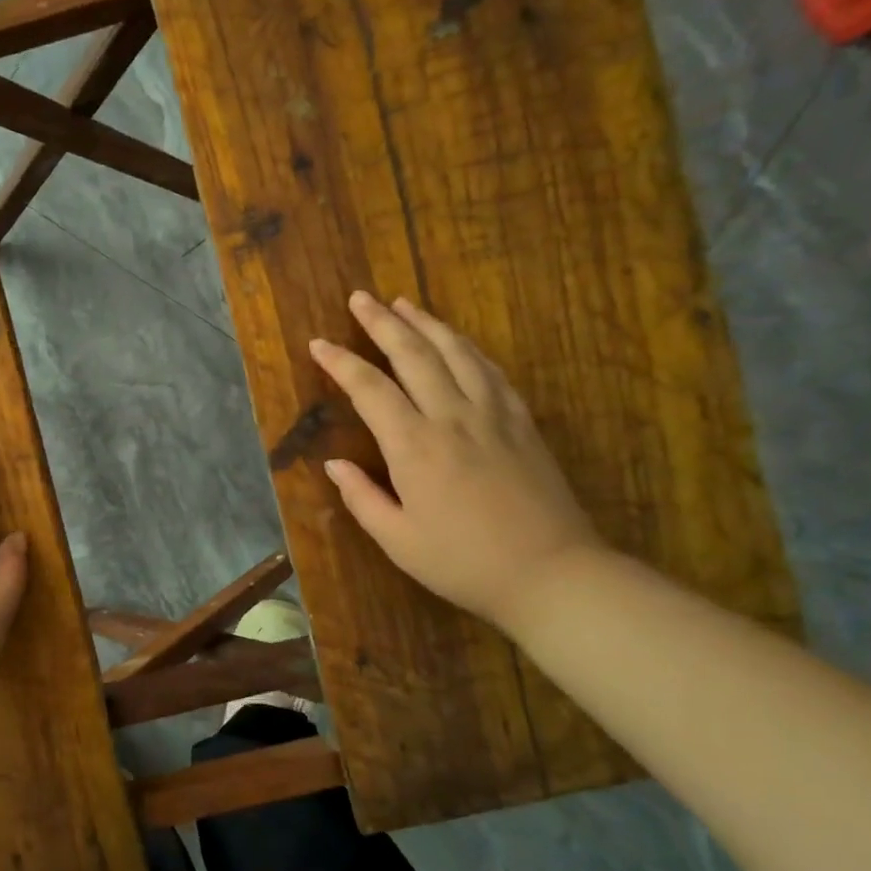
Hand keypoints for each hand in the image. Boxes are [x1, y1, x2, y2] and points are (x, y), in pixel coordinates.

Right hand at [309, 292, 603, 629]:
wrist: (551, 572)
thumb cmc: (464, 563)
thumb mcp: (398, 541)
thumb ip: (362, 498)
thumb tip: (333, 465)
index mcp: (415, 447)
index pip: (370, 390)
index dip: (341, 363)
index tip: (319, 344)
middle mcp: (452, 417)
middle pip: (414, 354)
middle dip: (383, 323)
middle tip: (361, 298)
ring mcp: (492, 415)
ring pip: (456, 352)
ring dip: (427, 323)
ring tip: (404, 304)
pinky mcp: (521, 422)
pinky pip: (491, 371)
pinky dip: (468, 348)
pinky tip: (457, 341)